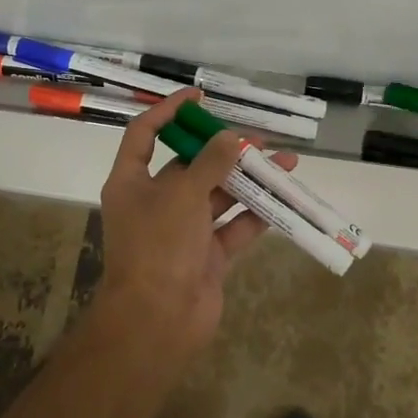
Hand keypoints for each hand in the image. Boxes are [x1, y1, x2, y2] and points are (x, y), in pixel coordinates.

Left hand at [95, 88, 296, 357]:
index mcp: (132, 183)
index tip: (198, 96)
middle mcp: (156, 202)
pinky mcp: (207, 255)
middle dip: (224, 149)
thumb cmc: (159, 246)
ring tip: (285, 161)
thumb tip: (230, 137)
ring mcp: (183, 231)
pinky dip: (257, 213)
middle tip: (257, 136)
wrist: (158, 321)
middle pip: (190, 165)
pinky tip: (283, 197)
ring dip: (249, 179)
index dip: (168, 111)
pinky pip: (234, 227)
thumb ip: (210, 163)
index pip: (144, 134)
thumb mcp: (182, 195)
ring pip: (219, 195)